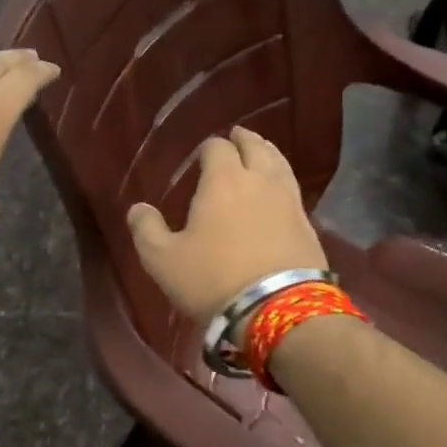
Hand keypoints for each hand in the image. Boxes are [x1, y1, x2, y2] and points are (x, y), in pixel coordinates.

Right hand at [126, 127, 326, 323]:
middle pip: (256, 147)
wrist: (278, 309)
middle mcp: (260, 181)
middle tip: (237, 137)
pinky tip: (278, 192)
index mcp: (223, 180)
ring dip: (268, 154)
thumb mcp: (163, 260)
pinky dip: (283, 182)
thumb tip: (138, 209)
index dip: (208, 147)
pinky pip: (293, 190)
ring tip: (261, 153)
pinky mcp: (308, 225)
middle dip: (244, 140)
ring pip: (280, 164)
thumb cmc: (213, 280)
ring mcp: (289, 201)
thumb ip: (146, 230)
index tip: (202, 152)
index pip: (217, 148)